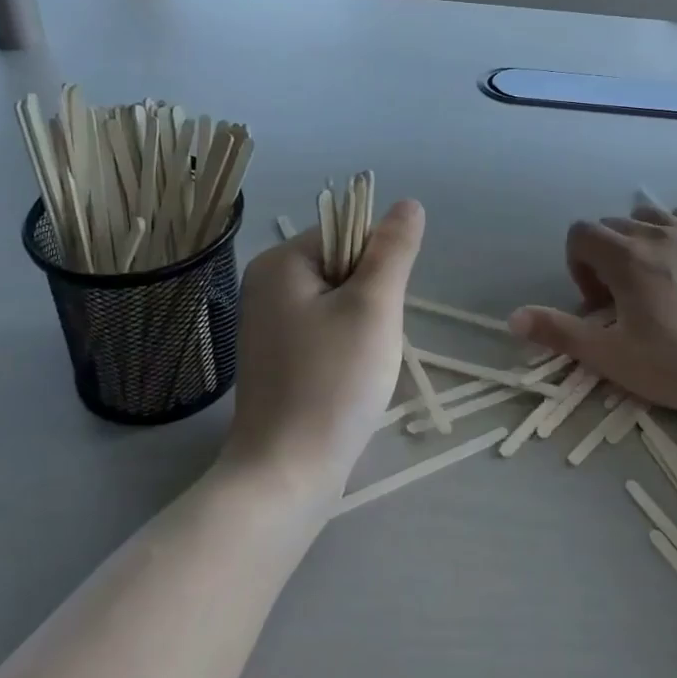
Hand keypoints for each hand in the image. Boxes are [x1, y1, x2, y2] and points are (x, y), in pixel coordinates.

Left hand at [222, 201, 425, 506]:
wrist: (287, 474)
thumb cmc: (333, 382)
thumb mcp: (374, 306)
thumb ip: (393, 250)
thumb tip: (409, 204)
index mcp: (281, 262)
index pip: (348, 232)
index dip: (378, 264)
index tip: (380, 309)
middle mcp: (267, 284)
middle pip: (344, 266)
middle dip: (372, 298)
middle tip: (371, 340)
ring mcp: (269, 323)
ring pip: (341, 301)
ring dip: (365, 325)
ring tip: (362, 363)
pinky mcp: (279, 357)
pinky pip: (327, 330)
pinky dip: (348, 347)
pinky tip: (350, 378)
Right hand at [509, 205, 676, 416]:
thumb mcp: (614, 357)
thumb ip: (561, 333)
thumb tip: (513, 318)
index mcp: (625, 256)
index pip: (580, 234)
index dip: (577, 266)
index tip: (596, 304)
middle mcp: (655, 233)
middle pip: (611, 226)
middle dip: (604, 257)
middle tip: (621, 302)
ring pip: (648, 218)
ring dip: (637, 242)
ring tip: (651, 281)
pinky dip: (671, 235)